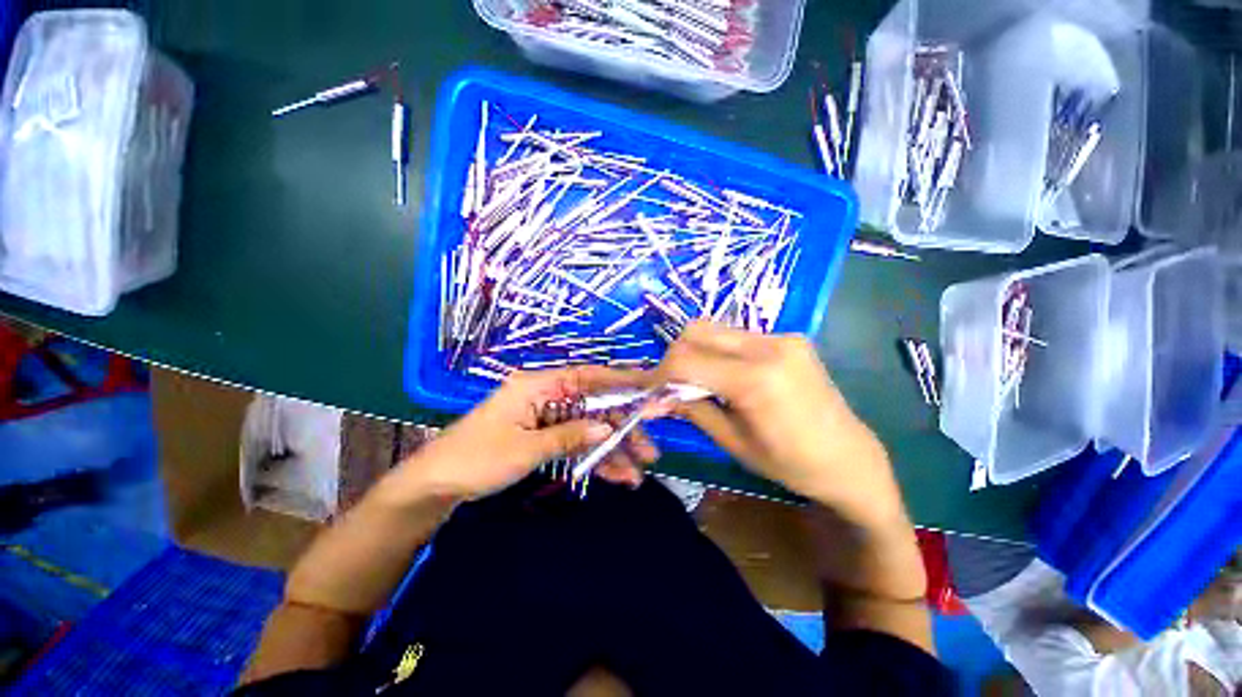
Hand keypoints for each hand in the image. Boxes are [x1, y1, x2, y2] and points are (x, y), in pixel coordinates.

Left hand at [391, 367, 659, 501]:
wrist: (436, 486)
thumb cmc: (476, 459)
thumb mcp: (526, 449)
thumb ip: (569, 436)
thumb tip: (609, 428)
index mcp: (538, 386)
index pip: (586, 376)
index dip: (620, 380)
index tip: (649, 388)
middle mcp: (546, 396)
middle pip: (593, 406)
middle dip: (622, 428)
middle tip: (649, 450)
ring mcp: (547, 417)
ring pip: (589, 427)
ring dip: (613, 449)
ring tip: (637, 473)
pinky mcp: (545, 436)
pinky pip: (576, 442)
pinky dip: (594, 458)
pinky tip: (615, 475)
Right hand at [654, 322, 904, 527]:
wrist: (850, 458)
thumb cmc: (791, 464)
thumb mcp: (732, 442)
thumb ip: (691, 410)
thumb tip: (651, 400)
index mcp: (756, 379)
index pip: (686, 360)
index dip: (659, 374)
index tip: (648, 391)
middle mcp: (769, 346)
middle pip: (696, 331)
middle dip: (674, 357)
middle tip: (672, 385)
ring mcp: (781, 336)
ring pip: (714, 329)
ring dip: (695, 352)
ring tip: (698, 381)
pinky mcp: (788, 336)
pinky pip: (736, 335)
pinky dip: (718, 351)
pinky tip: (725, 375)